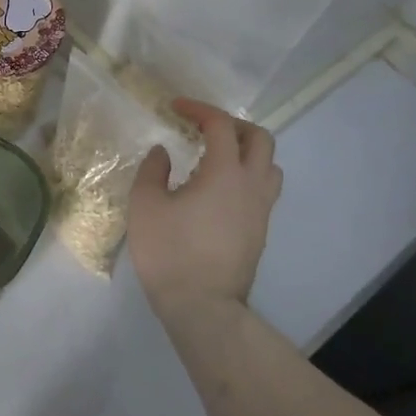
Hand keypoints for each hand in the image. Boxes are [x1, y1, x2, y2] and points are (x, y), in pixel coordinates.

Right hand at [127, 99, 281, 324]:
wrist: (202, 307)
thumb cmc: (170, 252)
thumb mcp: (146, 204)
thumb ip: (153, 170)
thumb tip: (163, 152)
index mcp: (225, 173)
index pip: (221, 125)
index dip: (199, 110)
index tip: (176, 108)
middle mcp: (251, 186)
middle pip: (260, 139)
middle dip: (233, 125)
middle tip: (204, 128)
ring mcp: (261, 211)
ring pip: (269, 166)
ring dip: (247, 152)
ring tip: (216, 157)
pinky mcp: (260, 232)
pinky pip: (263, 190)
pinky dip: (246, 177)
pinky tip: (218, 189)